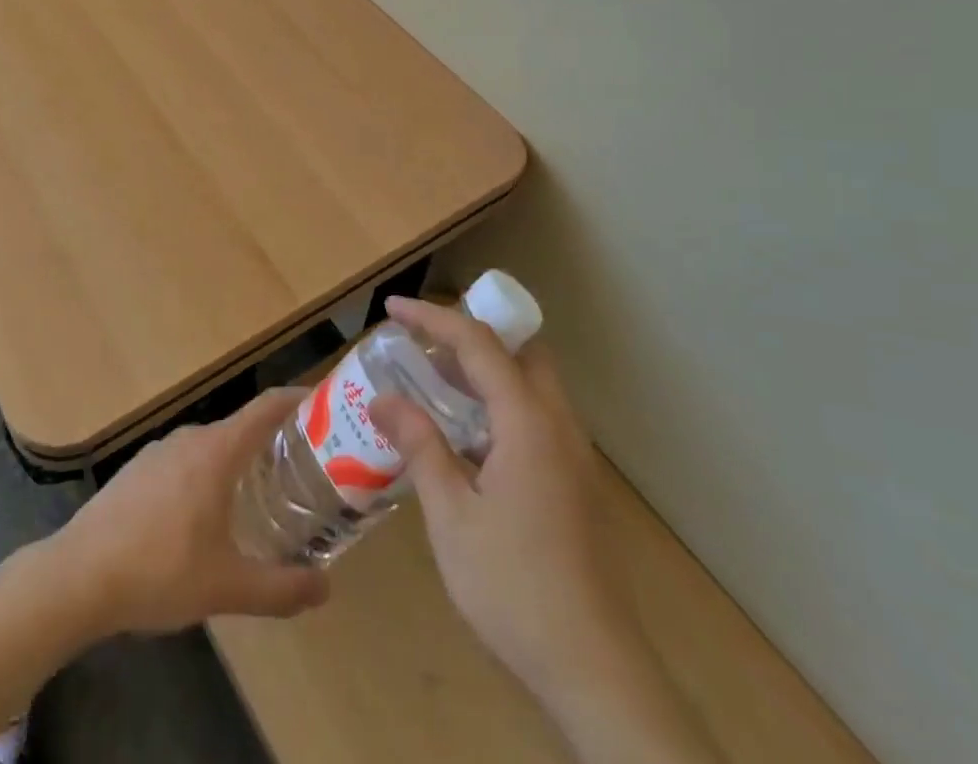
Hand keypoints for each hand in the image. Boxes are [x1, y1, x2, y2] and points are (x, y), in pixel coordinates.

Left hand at [52, 389, 330, 635]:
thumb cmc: (159, 571)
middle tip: (303, 469)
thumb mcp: (226, 588)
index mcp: (216, 451)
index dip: (296, 399)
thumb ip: (280, 588)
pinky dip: (207, 475)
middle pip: (241, 428)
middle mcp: (190, 439)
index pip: (266, 407)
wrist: (77, 575)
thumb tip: (326, 588)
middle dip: (273, 443)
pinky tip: (205, 516)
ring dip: (238, 462)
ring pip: (211, 447)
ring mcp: (159, 452)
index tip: (324, 404)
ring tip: (261, 495)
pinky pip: (185, 462)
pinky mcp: (137, 471)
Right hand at [369, 297, 632, 698]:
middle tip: (424, 346)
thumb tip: (383, 399)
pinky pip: (537, 415)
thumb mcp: (451, 516)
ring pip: (532, 383)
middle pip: (519, 350)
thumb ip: (420, 446)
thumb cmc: (513, 587)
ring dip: (487, 370)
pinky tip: (469, 438)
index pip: (478, 343)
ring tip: (438, 383)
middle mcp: (558, 425)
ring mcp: (573, 454)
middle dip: (470, 335)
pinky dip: (502, 402)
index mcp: (528, 422)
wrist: (594, 669)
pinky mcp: (576, 482)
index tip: (393, 308)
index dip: (432, 318)